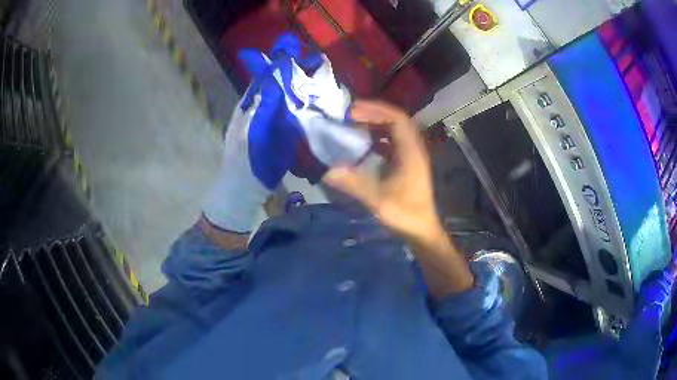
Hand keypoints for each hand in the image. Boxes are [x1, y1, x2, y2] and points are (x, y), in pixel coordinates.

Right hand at [324, 101, 473, 296]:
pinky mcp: (407, 166)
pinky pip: (392, 144)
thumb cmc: (405, 215)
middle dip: (373, 114)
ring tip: (354, 126)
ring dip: (375, 125)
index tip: (353, 111)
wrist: (422, 232)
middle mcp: (413, 150)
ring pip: (394, 132)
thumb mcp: (379, 200)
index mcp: (411, 152)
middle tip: (349, 116)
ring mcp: (411, 157)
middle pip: (396, 121)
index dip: (375, 110)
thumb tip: (328, 172)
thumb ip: (354, 184)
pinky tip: (363, 145)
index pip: (397, 119)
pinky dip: (377, 139)